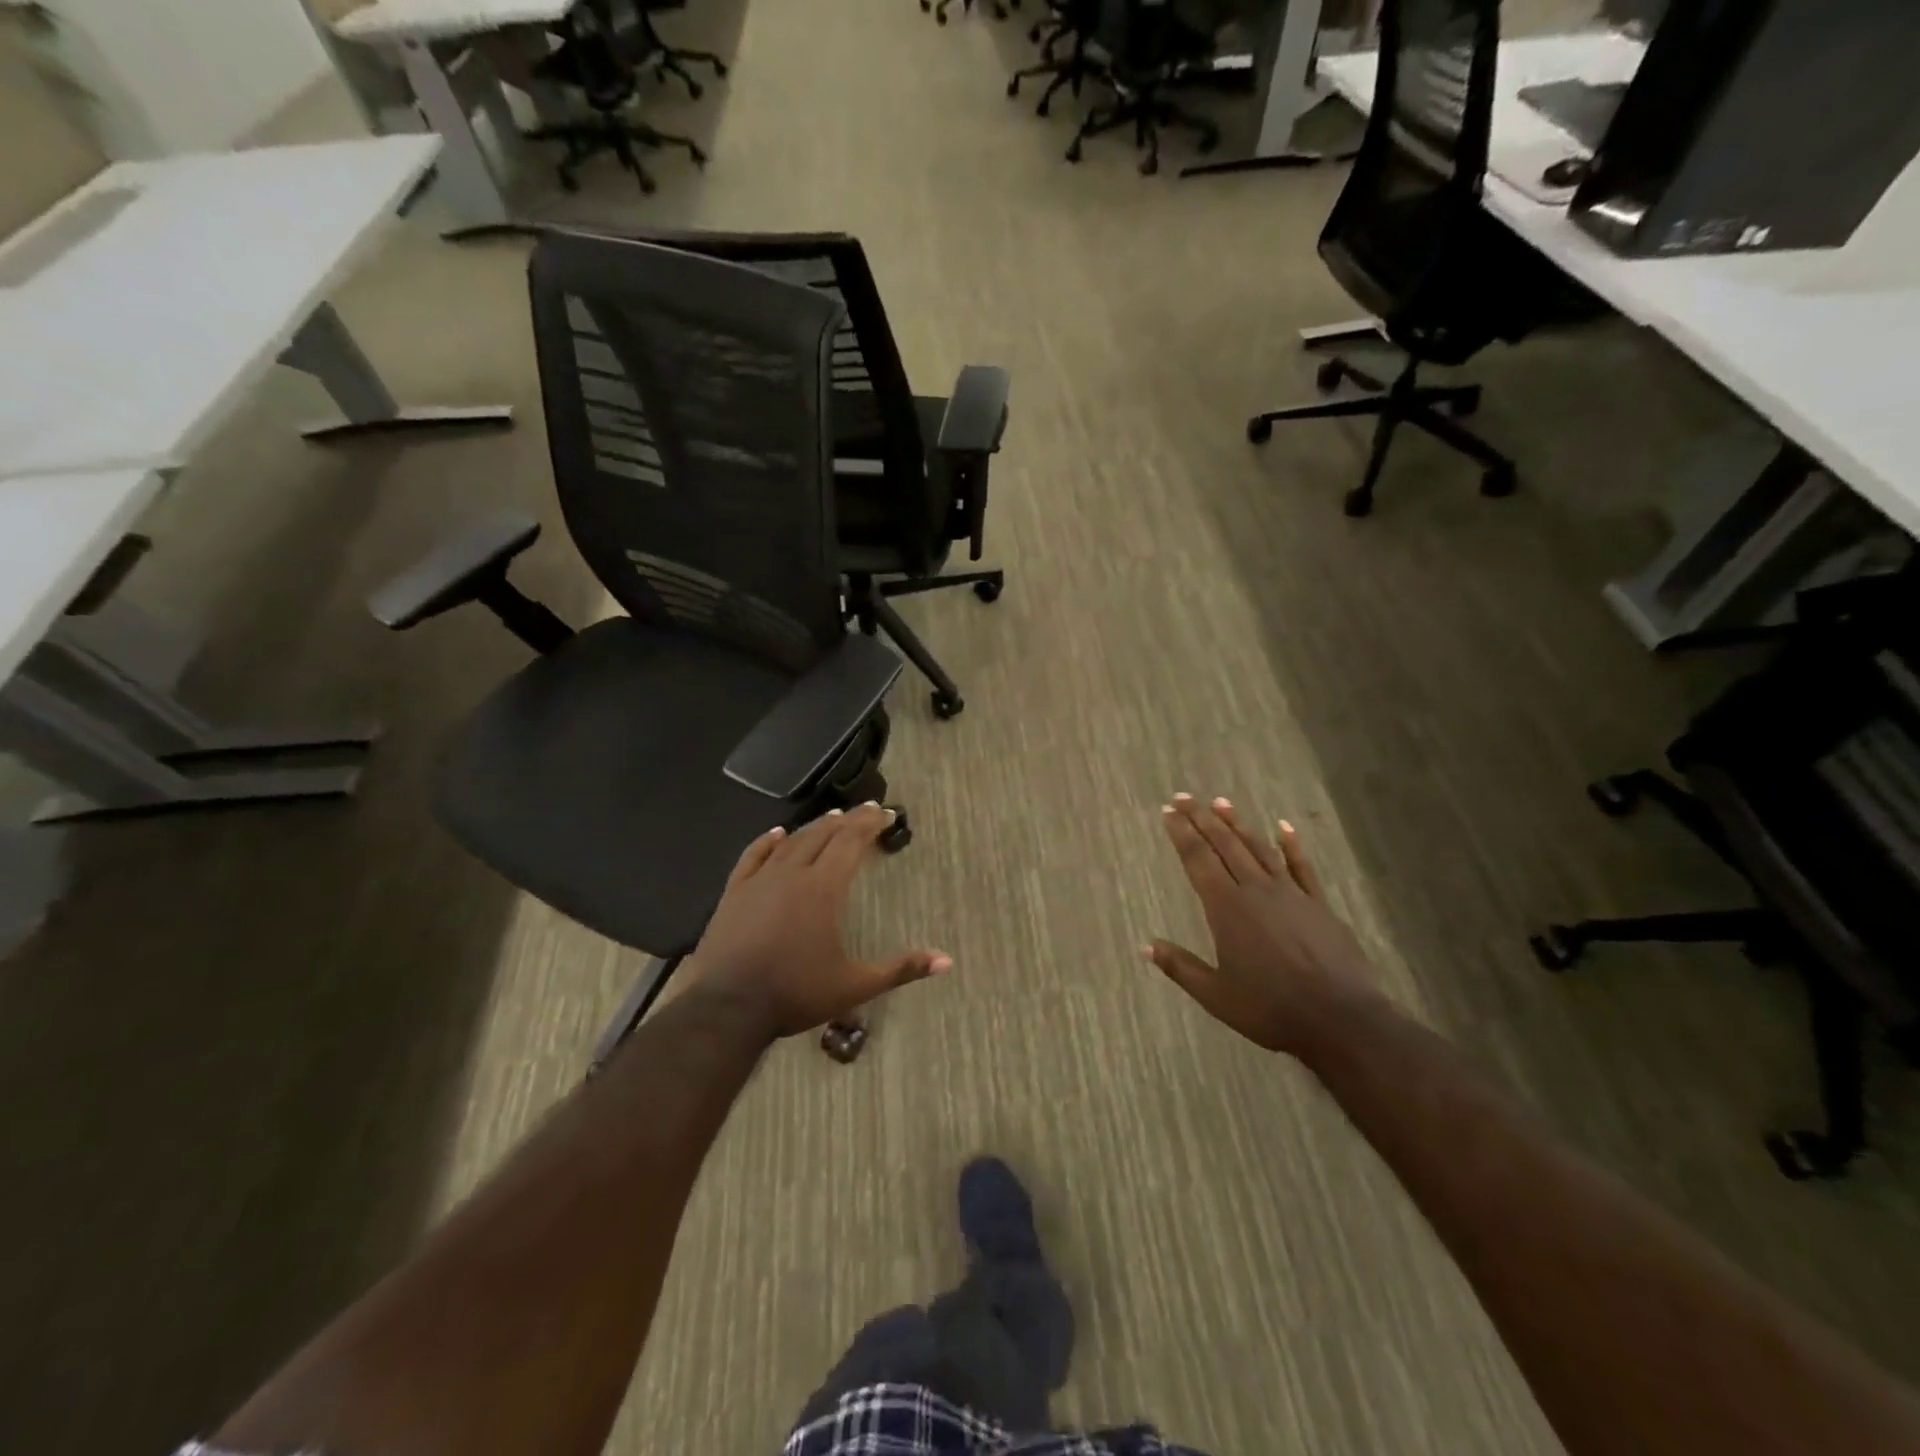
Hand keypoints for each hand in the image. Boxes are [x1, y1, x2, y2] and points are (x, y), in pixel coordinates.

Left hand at [684, 803, 950, 1039]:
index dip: (870, 824)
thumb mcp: (855, 986)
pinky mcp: (734, 892)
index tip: (886, 813)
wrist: (727, 1008)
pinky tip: (777, 833)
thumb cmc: (795, 994)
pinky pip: (753, 856)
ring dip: (814, 827)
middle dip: (848, 820)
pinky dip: (768, 841)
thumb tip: (946, 961)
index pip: (851, 843)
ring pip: (792, 841)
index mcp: (824, 889)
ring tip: (832, 818)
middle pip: (824, 835)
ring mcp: (760, 880)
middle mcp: (793, 874)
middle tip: (865, 810)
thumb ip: (901, 969)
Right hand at [1146, 794, 1385, 1057]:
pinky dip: (1291, 845)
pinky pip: (1302, 867)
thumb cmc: (1271, 1009)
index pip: (1198, 859)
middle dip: (1202, 819)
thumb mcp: (1216, 995)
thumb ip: (1180, 967)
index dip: (1181, 833)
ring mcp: (1290, 894)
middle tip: (1184, 797)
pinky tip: (1284, 826)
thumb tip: (1146, 946)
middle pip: (1225, 845)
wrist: (1341, 1019)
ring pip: (1259, 848)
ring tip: (1221, 803)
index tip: (1168, 812)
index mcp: (1226, 908)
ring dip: (1238, 824)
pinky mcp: (1319, 904)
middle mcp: (1256, 890)